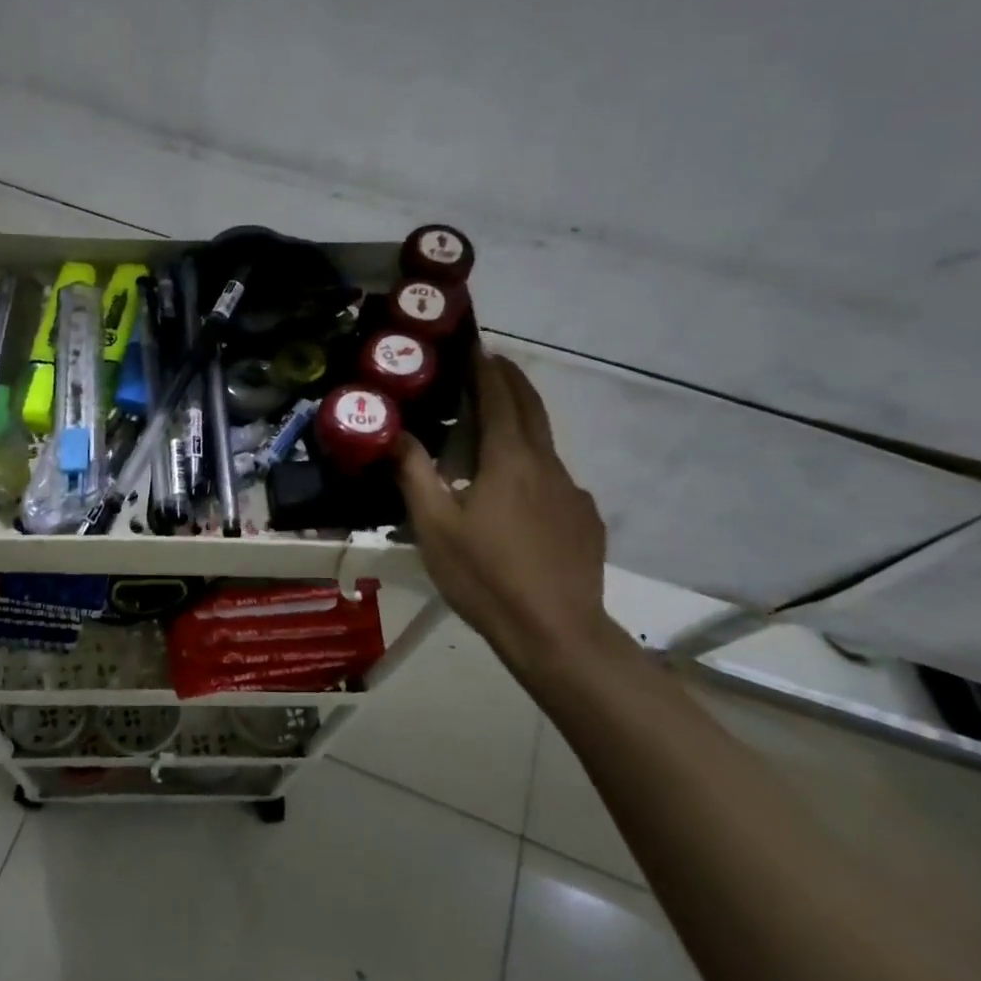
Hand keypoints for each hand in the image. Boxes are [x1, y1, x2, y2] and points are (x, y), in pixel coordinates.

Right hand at [395, 352, 618, 678]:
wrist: (556, 632)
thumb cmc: (485, 576)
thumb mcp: (434, 526)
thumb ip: (414, 473)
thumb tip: (394, 432)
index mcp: (509, 460)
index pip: (500, 398)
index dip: (487, 370)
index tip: (476, 348)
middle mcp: (546, 465)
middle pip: (532, 408)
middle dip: (513, 380)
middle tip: (493, 363)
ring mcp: (572, 492)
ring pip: (545, 445)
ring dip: (523, 423)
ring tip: (498, 429)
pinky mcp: (586, 520)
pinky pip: (557, 480)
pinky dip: (536, 468)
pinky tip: (521, 495)